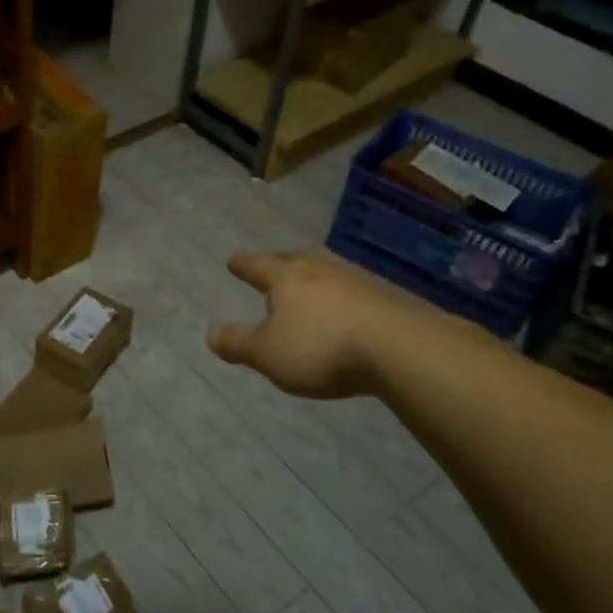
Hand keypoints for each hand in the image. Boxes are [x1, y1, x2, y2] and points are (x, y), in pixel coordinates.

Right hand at [207, 249, 452, 398]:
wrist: (401, 347)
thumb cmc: (322, 348)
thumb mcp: (268, 354)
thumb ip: (238, 343)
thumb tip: (210, 333)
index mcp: (285, 277)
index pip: (256, 265)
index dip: (242, 265)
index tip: (233, 261)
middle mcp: (319, 268)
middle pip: (294, 258)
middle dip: (280, 263)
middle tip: (273, 266)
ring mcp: (357, 278)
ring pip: (327, 270)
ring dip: (315, 276)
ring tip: (310, 285)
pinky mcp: (388, 295)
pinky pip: (355, 289)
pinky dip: (344, 296)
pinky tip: (347, 308)